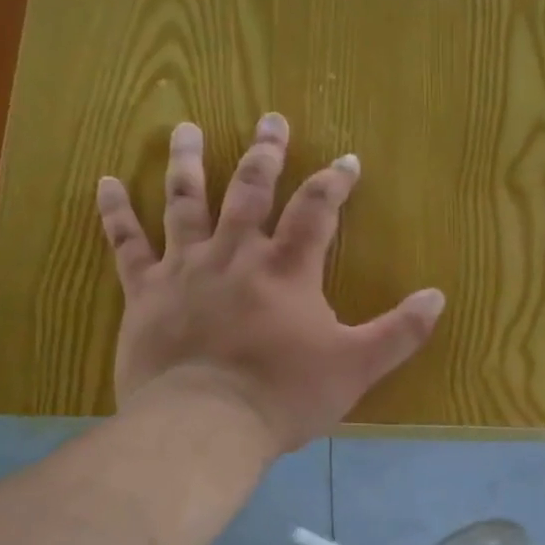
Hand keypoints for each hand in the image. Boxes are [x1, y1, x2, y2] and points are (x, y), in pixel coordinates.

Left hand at [95, 114, 444, 450]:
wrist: (205, 424)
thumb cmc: (284, 395)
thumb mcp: (357, 367)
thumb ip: (400, 332)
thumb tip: (437, 297)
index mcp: (287, 270)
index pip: (316, 210)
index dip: (334, 182)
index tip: (347, 159)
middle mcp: (235, 255)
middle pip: (250, 191)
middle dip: (265, 154)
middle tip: (271, 119)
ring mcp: (185, 269)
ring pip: (185, 202)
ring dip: (190, 163)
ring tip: (188, 127)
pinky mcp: (145, 293)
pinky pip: (127, 245)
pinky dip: (116, 213)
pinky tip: (107, 182)